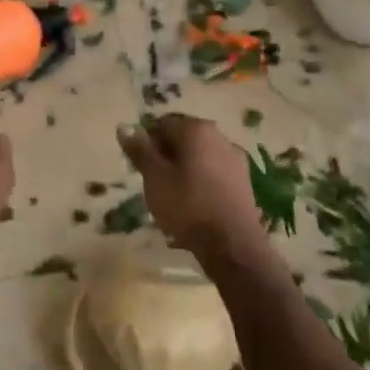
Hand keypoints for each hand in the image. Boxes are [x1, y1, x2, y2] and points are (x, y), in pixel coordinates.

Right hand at [118, 114, 266, 265]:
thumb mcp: (154, 178)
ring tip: (172, 199)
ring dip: (183, 171)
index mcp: (196, 129)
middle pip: (183, 139)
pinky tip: (193, 208)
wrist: (233, 245)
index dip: (147, 143)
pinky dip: (200, 184)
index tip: (140, 167)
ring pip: (199, 158)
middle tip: (153, 183)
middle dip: (166, 157)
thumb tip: (125, 126)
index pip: (162, 124)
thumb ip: (140, 150)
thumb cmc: (187, 206)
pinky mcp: (244, 181)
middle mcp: (219, 136)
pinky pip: (214, 174)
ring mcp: (235, 159)